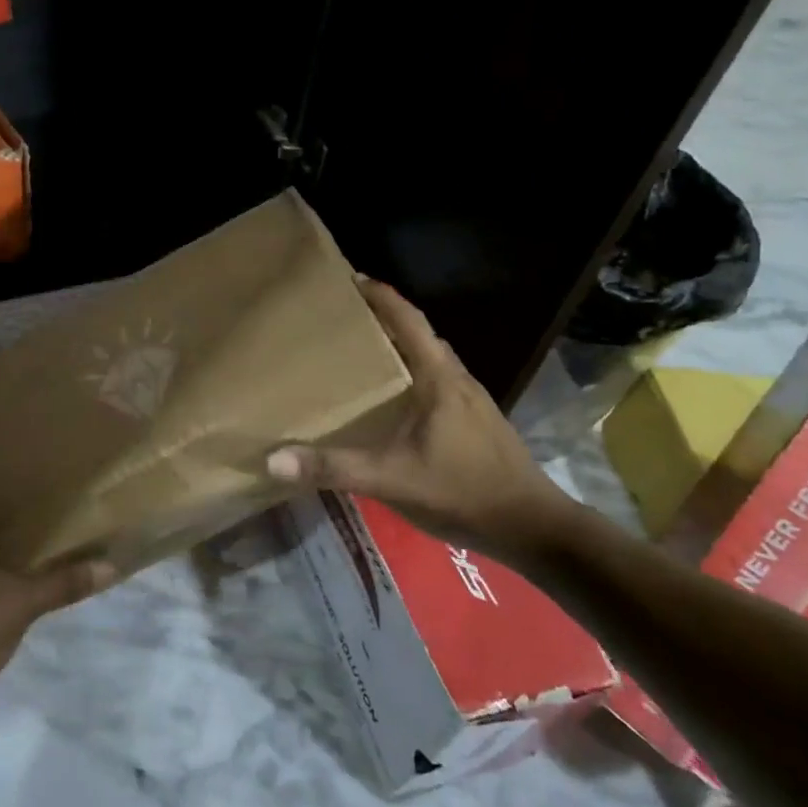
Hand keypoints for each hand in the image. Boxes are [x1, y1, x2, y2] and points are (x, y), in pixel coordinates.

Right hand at [266, 278, 577, 563]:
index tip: (350, 278)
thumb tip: (273, 459)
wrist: (534, 528)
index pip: (408, 320)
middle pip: (419, 334)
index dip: (380, 296)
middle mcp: (457, 378)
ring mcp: (472, 400)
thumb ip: (334, 467)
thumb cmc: (463, 491)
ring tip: (362, 354)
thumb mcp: (392, 478)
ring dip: (400, 347)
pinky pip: (438, 381)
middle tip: (344, 318)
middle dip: (384, 319)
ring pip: (430, 358)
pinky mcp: (477, 421)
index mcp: (440, 378)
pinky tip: (394, 399)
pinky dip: (412, 374)